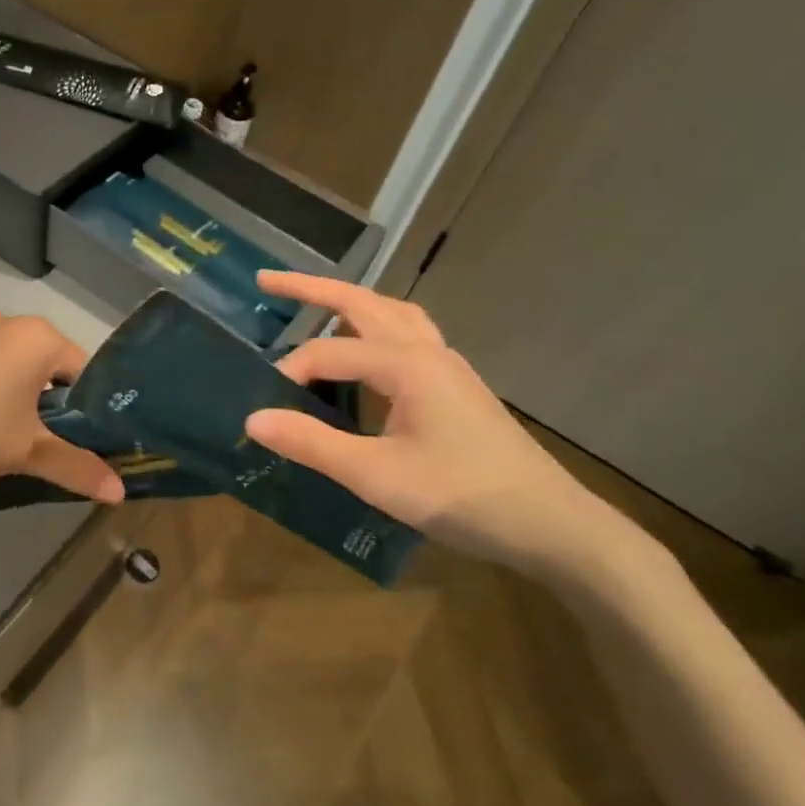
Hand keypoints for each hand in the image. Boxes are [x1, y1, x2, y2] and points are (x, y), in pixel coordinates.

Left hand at [0, 314, 125, 505]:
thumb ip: (78, 468)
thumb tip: (121, 492)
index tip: (81, 442)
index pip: (84, 370)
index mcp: (38, 337)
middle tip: (45, 444)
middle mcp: (7, 323)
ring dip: (19, 398)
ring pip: (14, 366)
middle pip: (48, 366)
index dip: (88, 409)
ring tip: (7, 439)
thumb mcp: (30, 452)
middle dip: (52, 404)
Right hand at [243, 273, 641, 583]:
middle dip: (312, 288)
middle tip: (267, 280)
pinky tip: (367, 351)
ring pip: (391, 313)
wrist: (551, 525)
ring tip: (316, 305)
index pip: (329, 352)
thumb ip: (312, 444)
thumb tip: (253, 419)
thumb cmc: (462, 497)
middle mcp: (426, 351)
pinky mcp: (456, 385)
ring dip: (350, 301)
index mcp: (406, 364)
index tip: (264, 406)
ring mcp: (447, 365)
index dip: (290, 372)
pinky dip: (376, 325)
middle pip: (362, 303)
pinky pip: (408, 334)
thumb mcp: (377, 476)